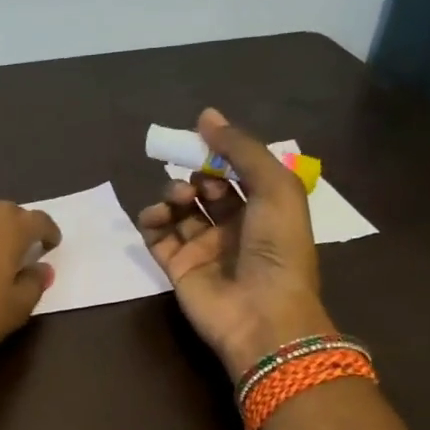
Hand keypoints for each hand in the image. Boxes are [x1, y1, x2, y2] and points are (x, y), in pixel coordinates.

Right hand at [137, 108, 332, 377]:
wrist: (262, 314)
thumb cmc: (278, 248)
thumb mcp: (275, 188)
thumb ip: (241, 149)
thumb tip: (206, 116)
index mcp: (264, 208)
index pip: (235, 171)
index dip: (218, 153)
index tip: (200, 137)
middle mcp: (234, 226)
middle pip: (204, 188)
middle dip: (195, 174)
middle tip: (194, 181)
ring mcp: (203, 248)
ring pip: (179, 210)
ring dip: (173, 195)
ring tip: (178, 200)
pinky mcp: (177, 267)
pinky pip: (157, 237)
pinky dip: (151, 221)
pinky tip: (155, 216)